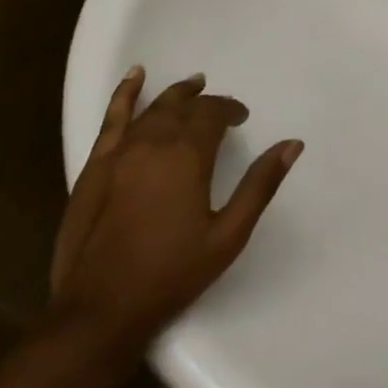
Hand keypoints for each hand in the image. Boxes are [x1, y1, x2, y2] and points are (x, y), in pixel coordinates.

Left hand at [48, 68, 302, 361]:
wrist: (100, 310)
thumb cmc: (172, 274)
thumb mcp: (229, 234)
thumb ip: (260, 184)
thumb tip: (292, 144)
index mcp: (188, 156)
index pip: (213, 114)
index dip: (230, 110)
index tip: (241, 119)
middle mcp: (153, 143)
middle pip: (183, 107)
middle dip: (204, 102)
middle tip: (220, 108)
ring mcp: (119, 152)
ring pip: (152, 108)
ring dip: (175, 94)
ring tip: (192, 84)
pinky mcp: (95, 166)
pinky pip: (112, 118)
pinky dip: (125, 94)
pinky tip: (135, 77)